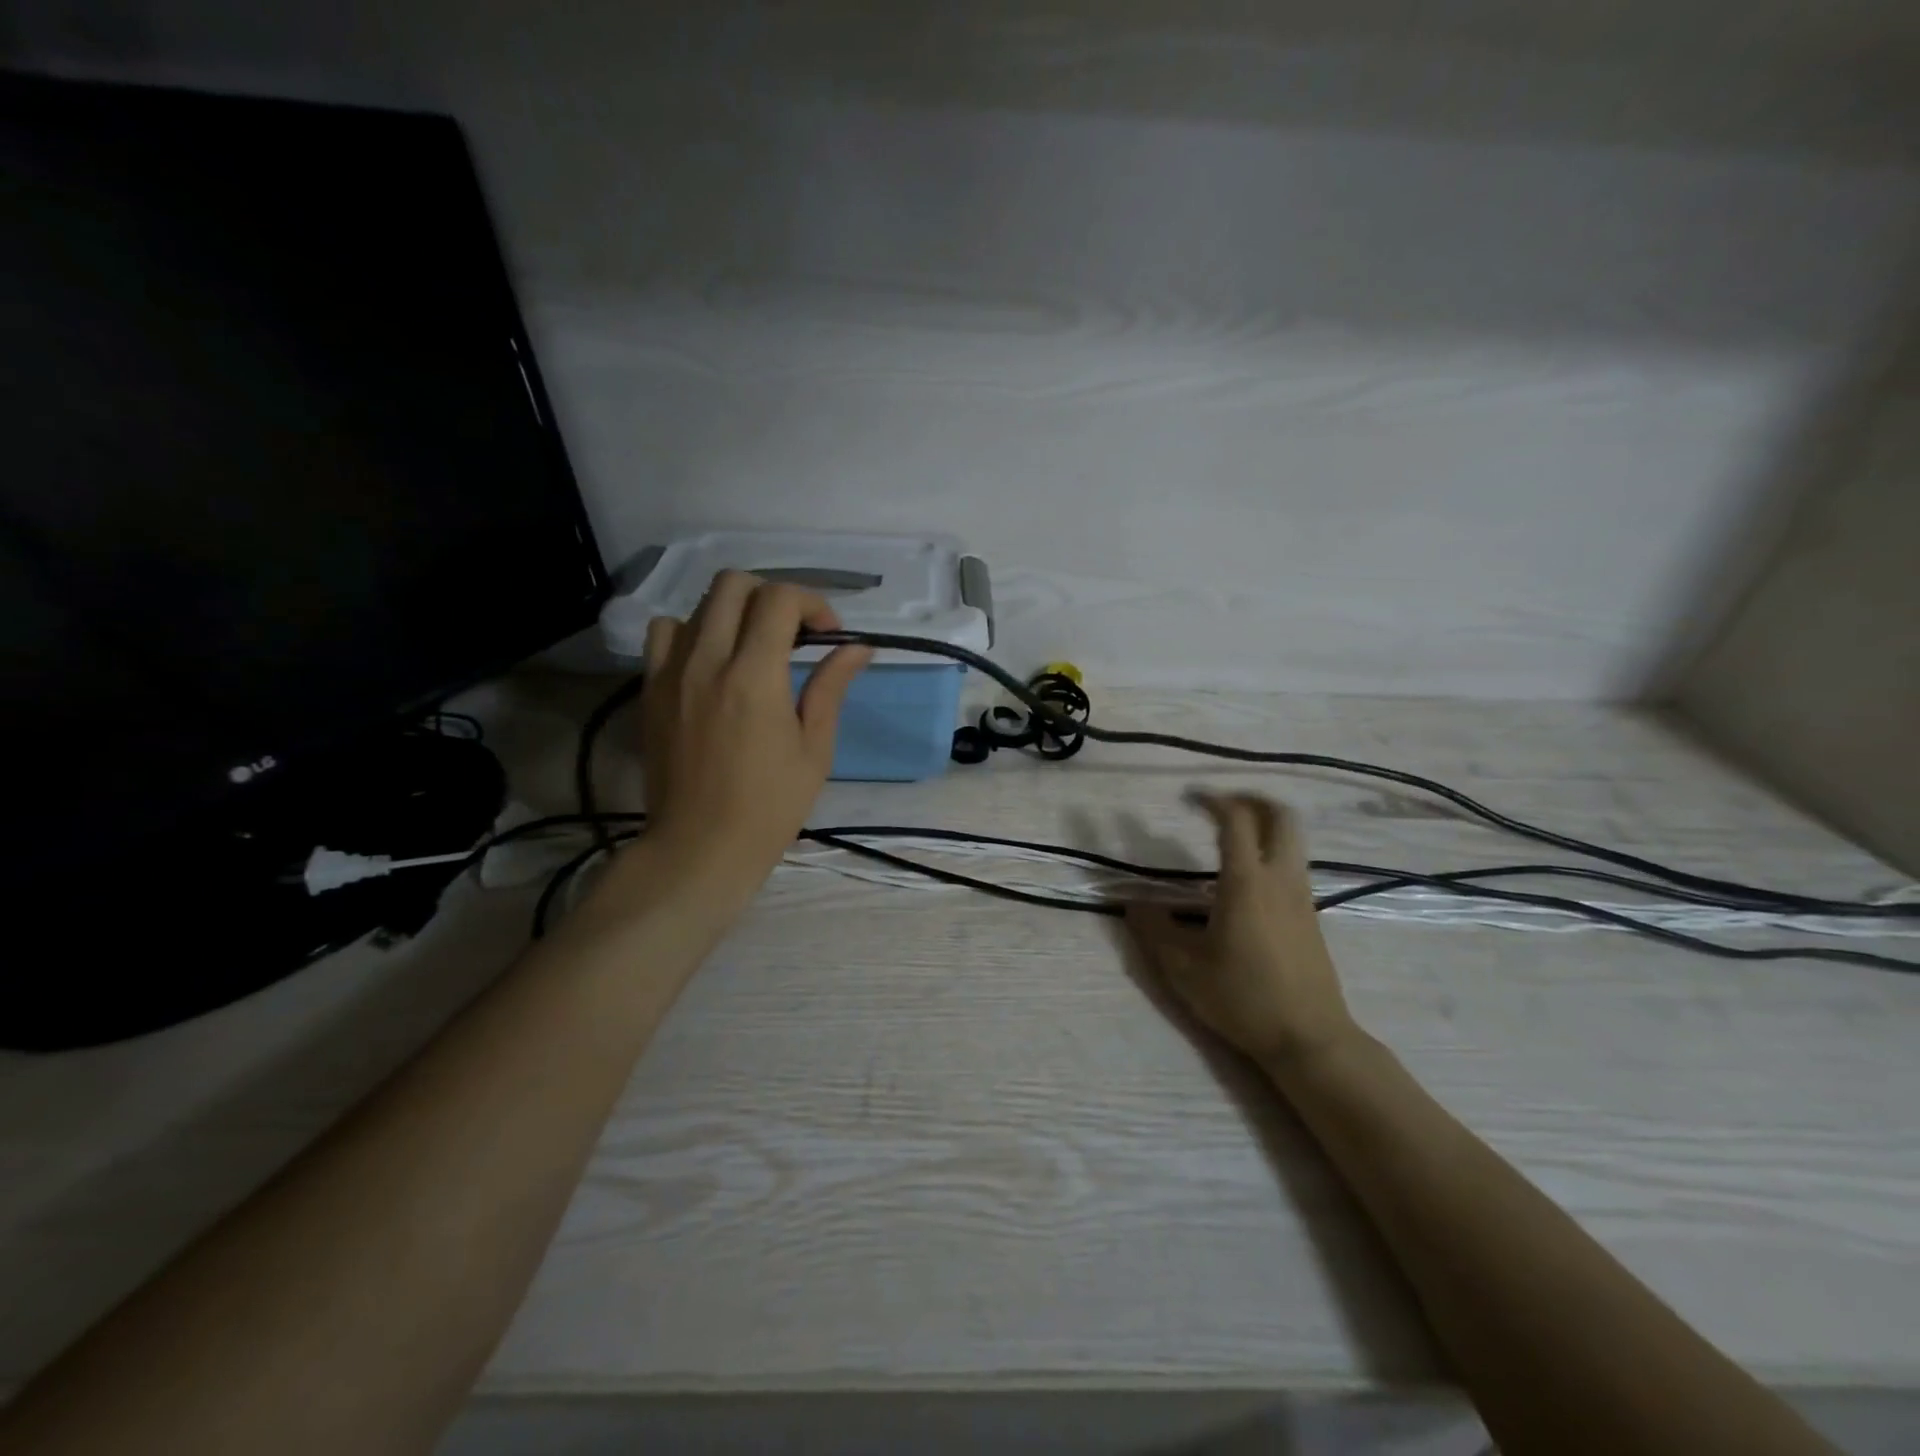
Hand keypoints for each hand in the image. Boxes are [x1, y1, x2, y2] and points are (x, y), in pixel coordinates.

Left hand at [636, 570, 871, 908]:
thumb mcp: (814, 749)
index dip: (812, 603)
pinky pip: (664, 634)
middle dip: (772, 596)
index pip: (779, 599)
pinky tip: (711, 662)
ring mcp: (670, 673)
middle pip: (733, 584)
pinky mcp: (649, 689)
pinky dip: (692, 632)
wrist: (700, 847)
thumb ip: (831, 688)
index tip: (827, 634)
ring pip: (699, 605)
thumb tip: (858, 648)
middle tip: (793, 632)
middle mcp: (707, 661)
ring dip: (733, 612)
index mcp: (754, 677)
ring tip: (752, 646)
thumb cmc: (770, 806)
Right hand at [1128, 794, 1359, 1067]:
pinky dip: (1271, 850)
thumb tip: (1133, 903)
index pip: (1235, 820)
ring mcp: (1301, 896)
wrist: (1309, 1039)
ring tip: (1230, 835)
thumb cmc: (1243, 999)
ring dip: (1264, 824)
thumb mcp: (1183, 969)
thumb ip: (1154, 930)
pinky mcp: (1310, 915)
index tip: (1188, 796)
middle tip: (1220, 803)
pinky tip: (1245, 878)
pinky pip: (1293, 863)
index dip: (1211, 799)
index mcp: (1246, 883)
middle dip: (1251, 798)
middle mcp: (1279, 879)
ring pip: (1292, 839)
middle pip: (1281, 816)